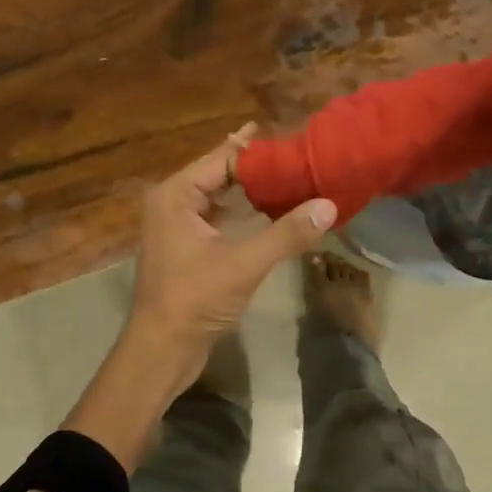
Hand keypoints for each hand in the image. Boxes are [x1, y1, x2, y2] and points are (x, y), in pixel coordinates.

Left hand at [126, 124, 337, 376]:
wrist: (161, 350)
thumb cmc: (194, 301)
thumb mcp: (243, 265)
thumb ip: (286, 234)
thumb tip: (329, 205)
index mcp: (175, 196)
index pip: (222, 159)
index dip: (258, 151)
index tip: (294, 141)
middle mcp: (172, 204)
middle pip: (219, 174)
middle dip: (256, 167)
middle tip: (298, 157)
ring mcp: (177, 227)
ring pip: (220, 198)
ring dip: (251, 191)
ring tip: (291, 179)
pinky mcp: (187, 249)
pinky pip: (218, 219)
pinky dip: (243, 214)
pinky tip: (271, 213)